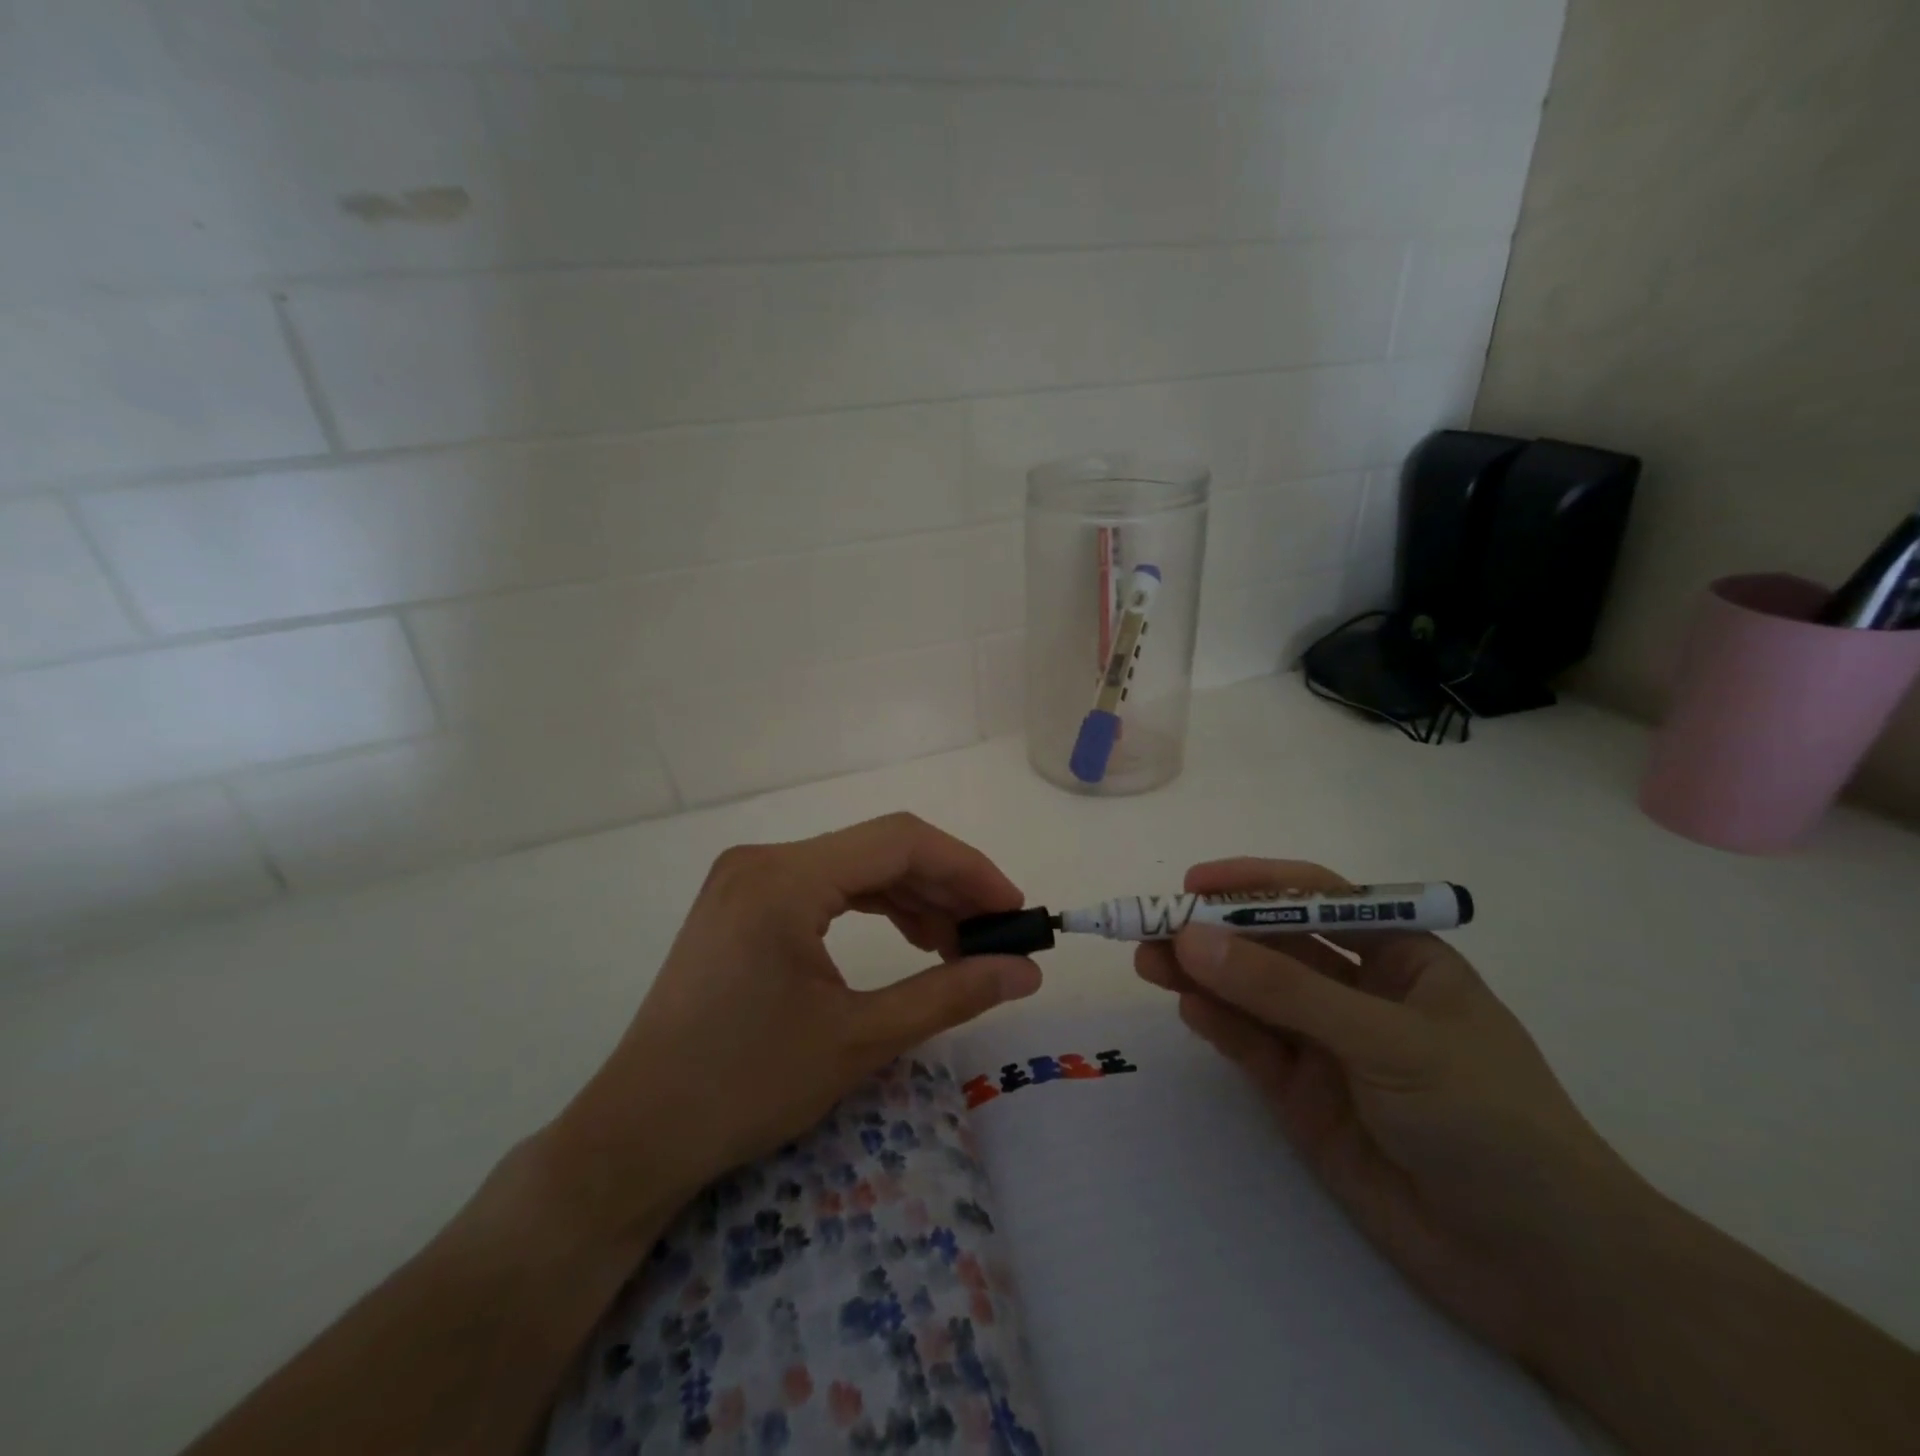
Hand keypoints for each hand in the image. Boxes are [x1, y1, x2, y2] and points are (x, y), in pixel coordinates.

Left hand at [545, 813, 1042, 1246]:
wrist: (637, 1135)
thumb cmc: (745, 1087)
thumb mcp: (859, 1038)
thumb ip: (950, 994)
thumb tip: (1025, 971)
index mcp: (785, 878)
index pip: (900, 841)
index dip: (968, 869)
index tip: (1013, 912)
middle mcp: (763, 859)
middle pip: (879, 849)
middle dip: (945, 888)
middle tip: (994, 938)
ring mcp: (747, 878)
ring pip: (855, 867)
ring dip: (914, 899)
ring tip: (958, 947)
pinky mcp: (742, 903)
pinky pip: (826, 886)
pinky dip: (875, 907)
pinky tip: (911, 940)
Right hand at [1135, 857, 1641, 1363]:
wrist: (1539, 1267)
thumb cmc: (1488, 1119)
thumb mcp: (1387, 1039)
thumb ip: (1284, 990)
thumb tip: (1191, 938)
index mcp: (1399, 957)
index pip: (1316, 899)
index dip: (1255, 885)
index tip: (1193, 884)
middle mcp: (1357, 993)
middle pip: (1271, 946)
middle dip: (1214, 932)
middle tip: (1149, 926)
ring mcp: (1327, 1046)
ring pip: (1251, 994)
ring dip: (1201, 975)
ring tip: (1147, 961)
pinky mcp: (1303, 1097)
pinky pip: (1252, 1046)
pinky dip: (1218, 1024)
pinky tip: (1187, 1008)